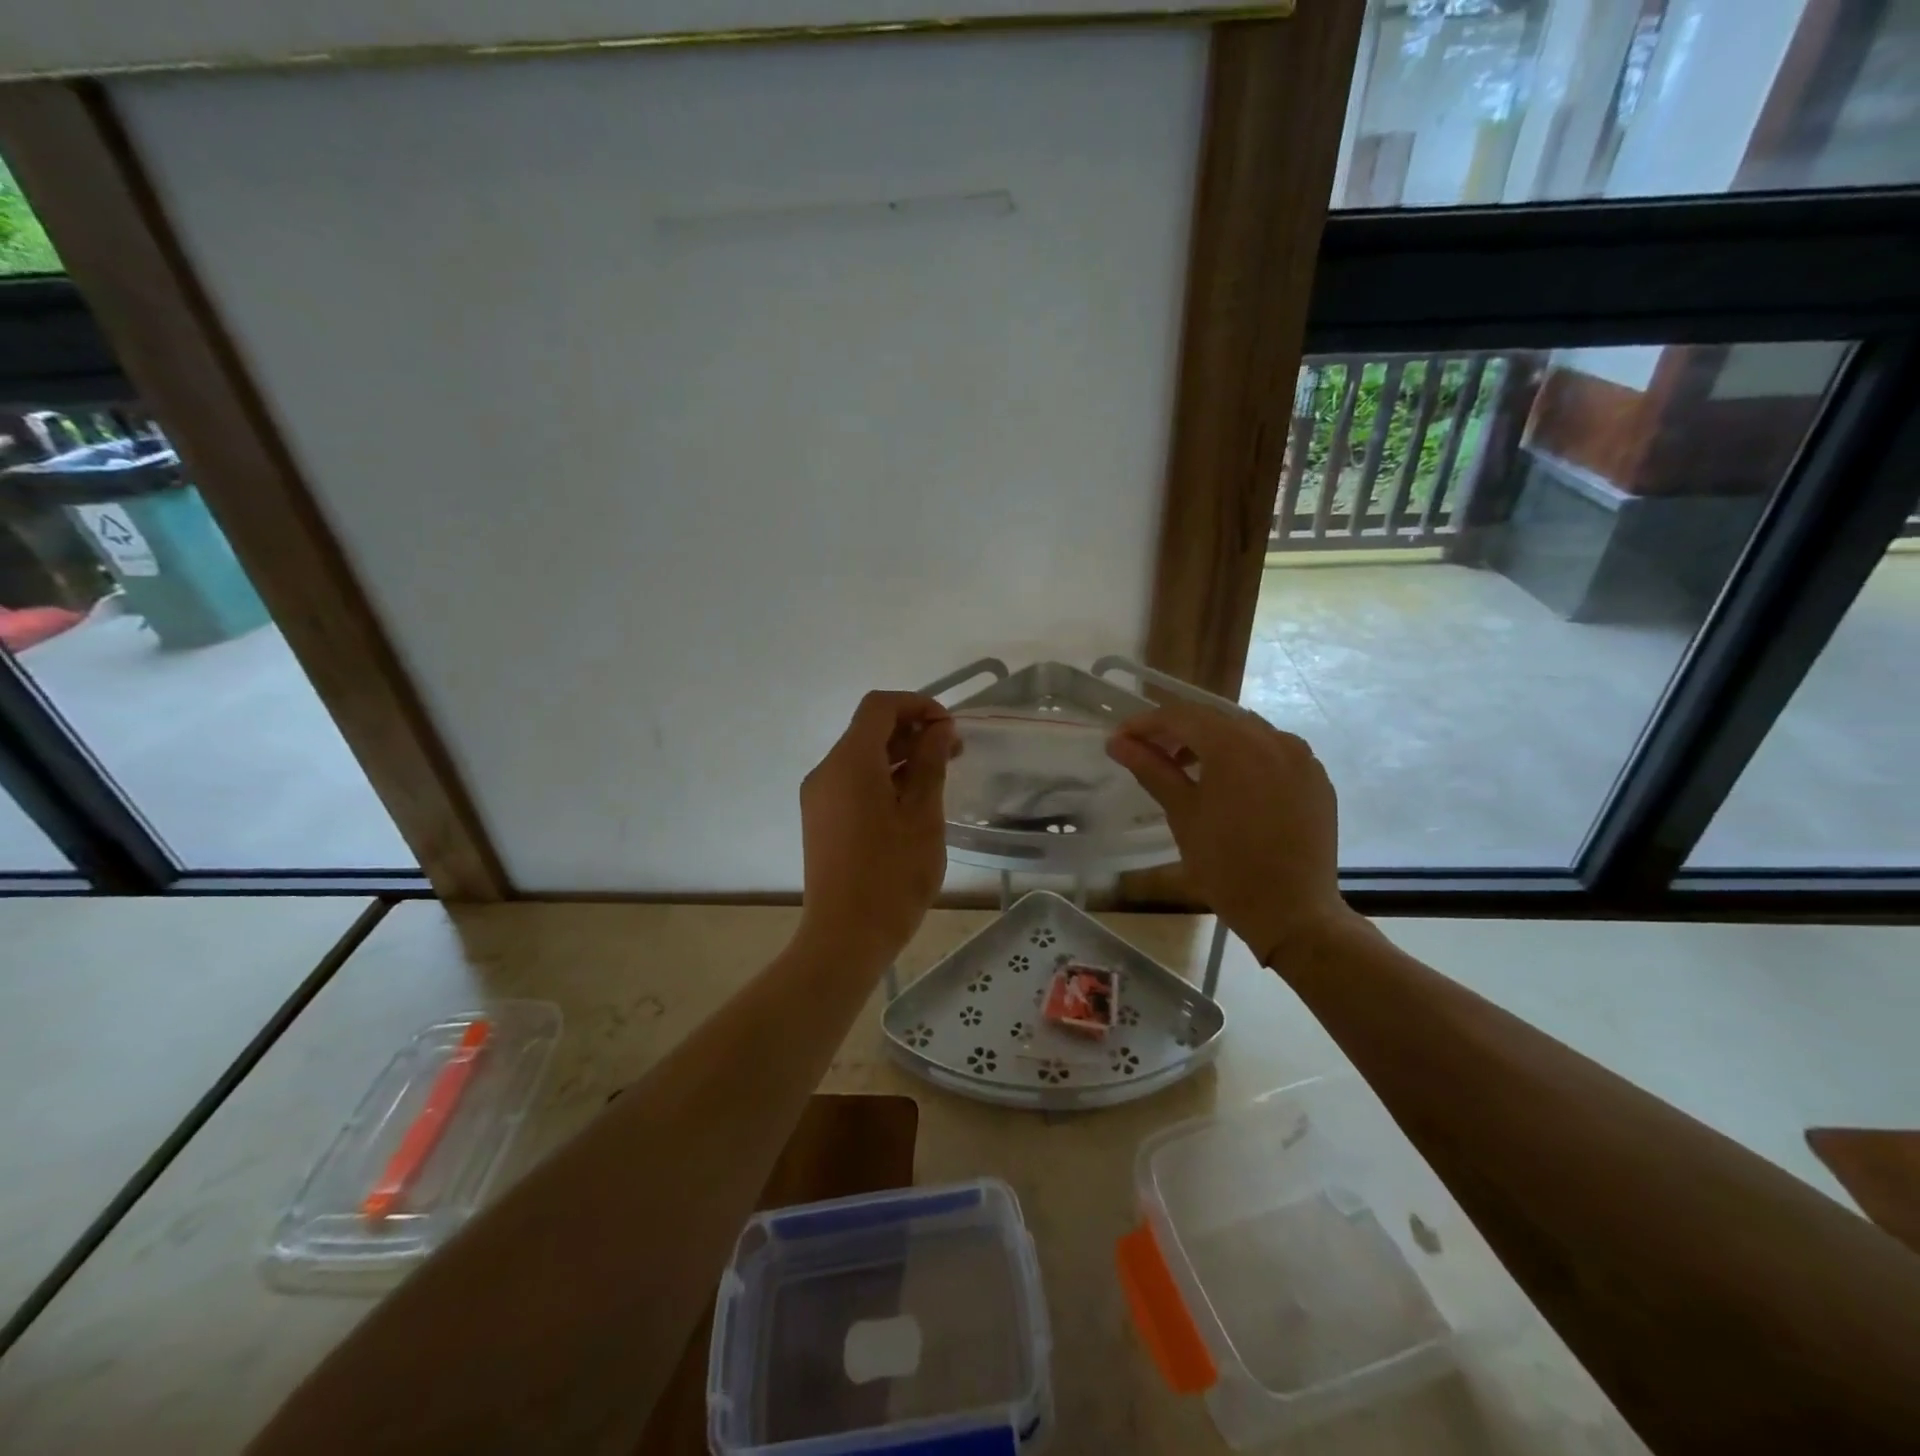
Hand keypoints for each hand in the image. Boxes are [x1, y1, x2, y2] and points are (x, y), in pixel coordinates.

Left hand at [797, 691, 955, 971]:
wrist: (845, 938)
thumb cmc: (892, 876)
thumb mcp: (923, 816)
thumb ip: (930, 763)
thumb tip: (937, 728)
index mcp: (850, 762)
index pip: (880, 706)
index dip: (918, 705)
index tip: (950, 729)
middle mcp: (826, 770)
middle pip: (868, 729)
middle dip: (912, 730)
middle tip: (953, 752)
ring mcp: (819, 796)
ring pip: (860, 756)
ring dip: (899, 755)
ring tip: (938, 776)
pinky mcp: (820, 818)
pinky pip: (852, 781)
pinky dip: (882, 777)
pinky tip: (911, 801)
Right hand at [1107, 703, 1360, 963]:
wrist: (1292, 912)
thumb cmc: (1226, 866)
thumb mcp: (1182, 814)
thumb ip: (1151, 769)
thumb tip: (1117, 742)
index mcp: (1234, 744)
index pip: (1180, 716)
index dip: (1145, 724)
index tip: (1120, 740)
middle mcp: (1272, 738)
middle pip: (1214, 718)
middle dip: (1177, 730)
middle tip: (1148, 753)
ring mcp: (1301, 756)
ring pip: (1245, 731)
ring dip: (1211, 740)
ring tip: (1185, 768)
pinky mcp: (1315, 777)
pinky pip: (1273, 751)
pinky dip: (1244, 756)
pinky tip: (1229, 783)